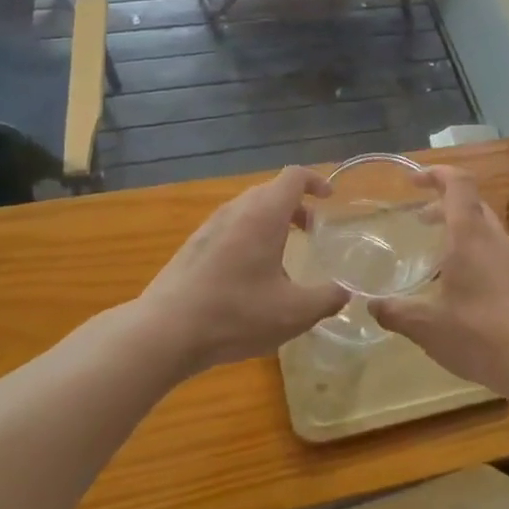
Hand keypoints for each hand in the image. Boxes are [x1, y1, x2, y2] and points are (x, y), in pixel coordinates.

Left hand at [140, 166, 347, 373]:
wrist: (164, 331)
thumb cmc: (235, 314)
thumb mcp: (294, 313)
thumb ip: (327, 298)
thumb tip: (344, 291)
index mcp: (263, 215)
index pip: (293, 177)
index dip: (315, 181)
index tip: (330, 198)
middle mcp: (236, 211)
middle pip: (270, 191)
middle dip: (295, 205)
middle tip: (311, 232)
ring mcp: (210, 227)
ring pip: (248, 210)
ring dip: (271, 222)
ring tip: (283, 257)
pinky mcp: (193, 247)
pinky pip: (230, 228)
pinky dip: (249, 237)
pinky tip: (250, 277)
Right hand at [368, 166, 508, 399]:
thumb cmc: (479, 333)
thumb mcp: (426, 326)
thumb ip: (395, 312)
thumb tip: (371, 305)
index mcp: (470, 235)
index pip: (458, 183)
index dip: (436, 174)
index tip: (412, 181)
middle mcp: (493, 238)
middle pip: (470, 203)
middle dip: (443, 203)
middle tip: (418, 219)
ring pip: (483, 227)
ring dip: (457, 228)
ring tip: (433, 252)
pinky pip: (492, 250)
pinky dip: (470, 250)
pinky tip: (456, 283)